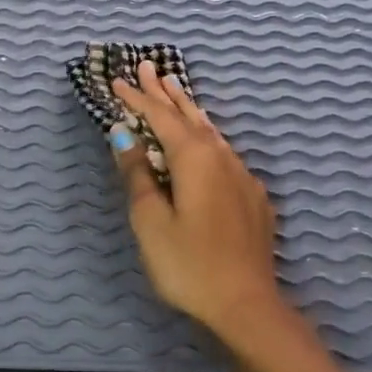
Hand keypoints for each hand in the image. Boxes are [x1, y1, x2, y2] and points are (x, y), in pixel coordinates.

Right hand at [111, 61, 356, 371]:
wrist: (247, 304)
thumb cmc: (188, 264)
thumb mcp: (150, 220)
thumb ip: (138, 174)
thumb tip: (124, 135)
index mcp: (194, 158)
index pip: (160, 117)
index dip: (138, 98)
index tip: (118, 80)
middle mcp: (222, 157)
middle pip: (189, 115)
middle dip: (166, 92)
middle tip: (150, 67)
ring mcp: (242, 176)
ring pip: (210, 131)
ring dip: (189, 109)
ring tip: (175, 90)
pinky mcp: (253, 196)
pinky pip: (224, 153)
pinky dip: (207, 136)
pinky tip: (206, 141)